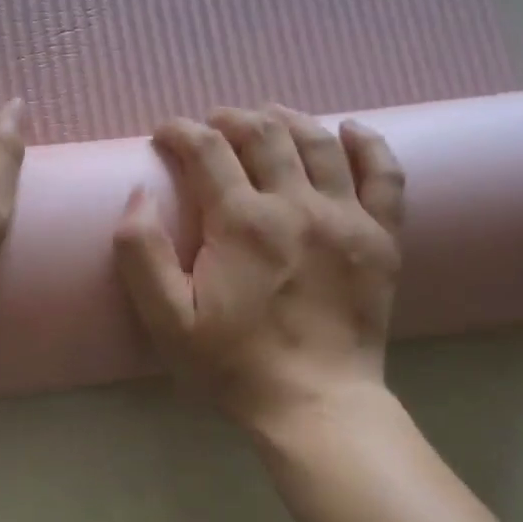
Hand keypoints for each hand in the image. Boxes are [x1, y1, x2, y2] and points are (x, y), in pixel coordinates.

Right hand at [114, 106, 404, 432]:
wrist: (315, 404)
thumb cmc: (232, 365)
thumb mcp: (167, 321)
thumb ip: (142, 255)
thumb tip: (137, 195)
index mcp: (242, 223)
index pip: (207, 150)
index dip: (182, 132)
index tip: (165, 133)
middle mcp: (297, 205)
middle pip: (264, 134)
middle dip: (231, 119)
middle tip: (212, 124)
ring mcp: (347, 217)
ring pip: (319, 142)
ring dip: (287, 119)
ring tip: (266, 117)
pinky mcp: (382, 238)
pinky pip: (385, 174)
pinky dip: (368, 144)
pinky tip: (350, 130)